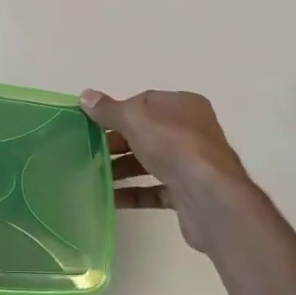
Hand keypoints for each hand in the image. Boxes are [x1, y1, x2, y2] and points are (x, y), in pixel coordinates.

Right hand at [80, 88, 261, 253]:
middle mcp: (191, 131)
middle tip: (88, 151)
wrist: (210, 198)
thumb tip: (85, 96)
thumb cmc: (174, 147)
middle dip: (117, 142)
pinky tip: (110, 198)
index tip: (93, 124)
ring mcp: (191, 164)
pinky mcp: (188, 193)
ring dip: (122, 168)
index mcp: (184, 106)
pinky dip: (133, 192)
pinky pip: (155, 189)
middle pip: (146, 133)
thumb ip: (109, 110)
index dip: (118, 112)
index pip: (145, 103)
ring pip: (150, 162)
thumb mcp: (135, 119)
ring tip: (93, 175)